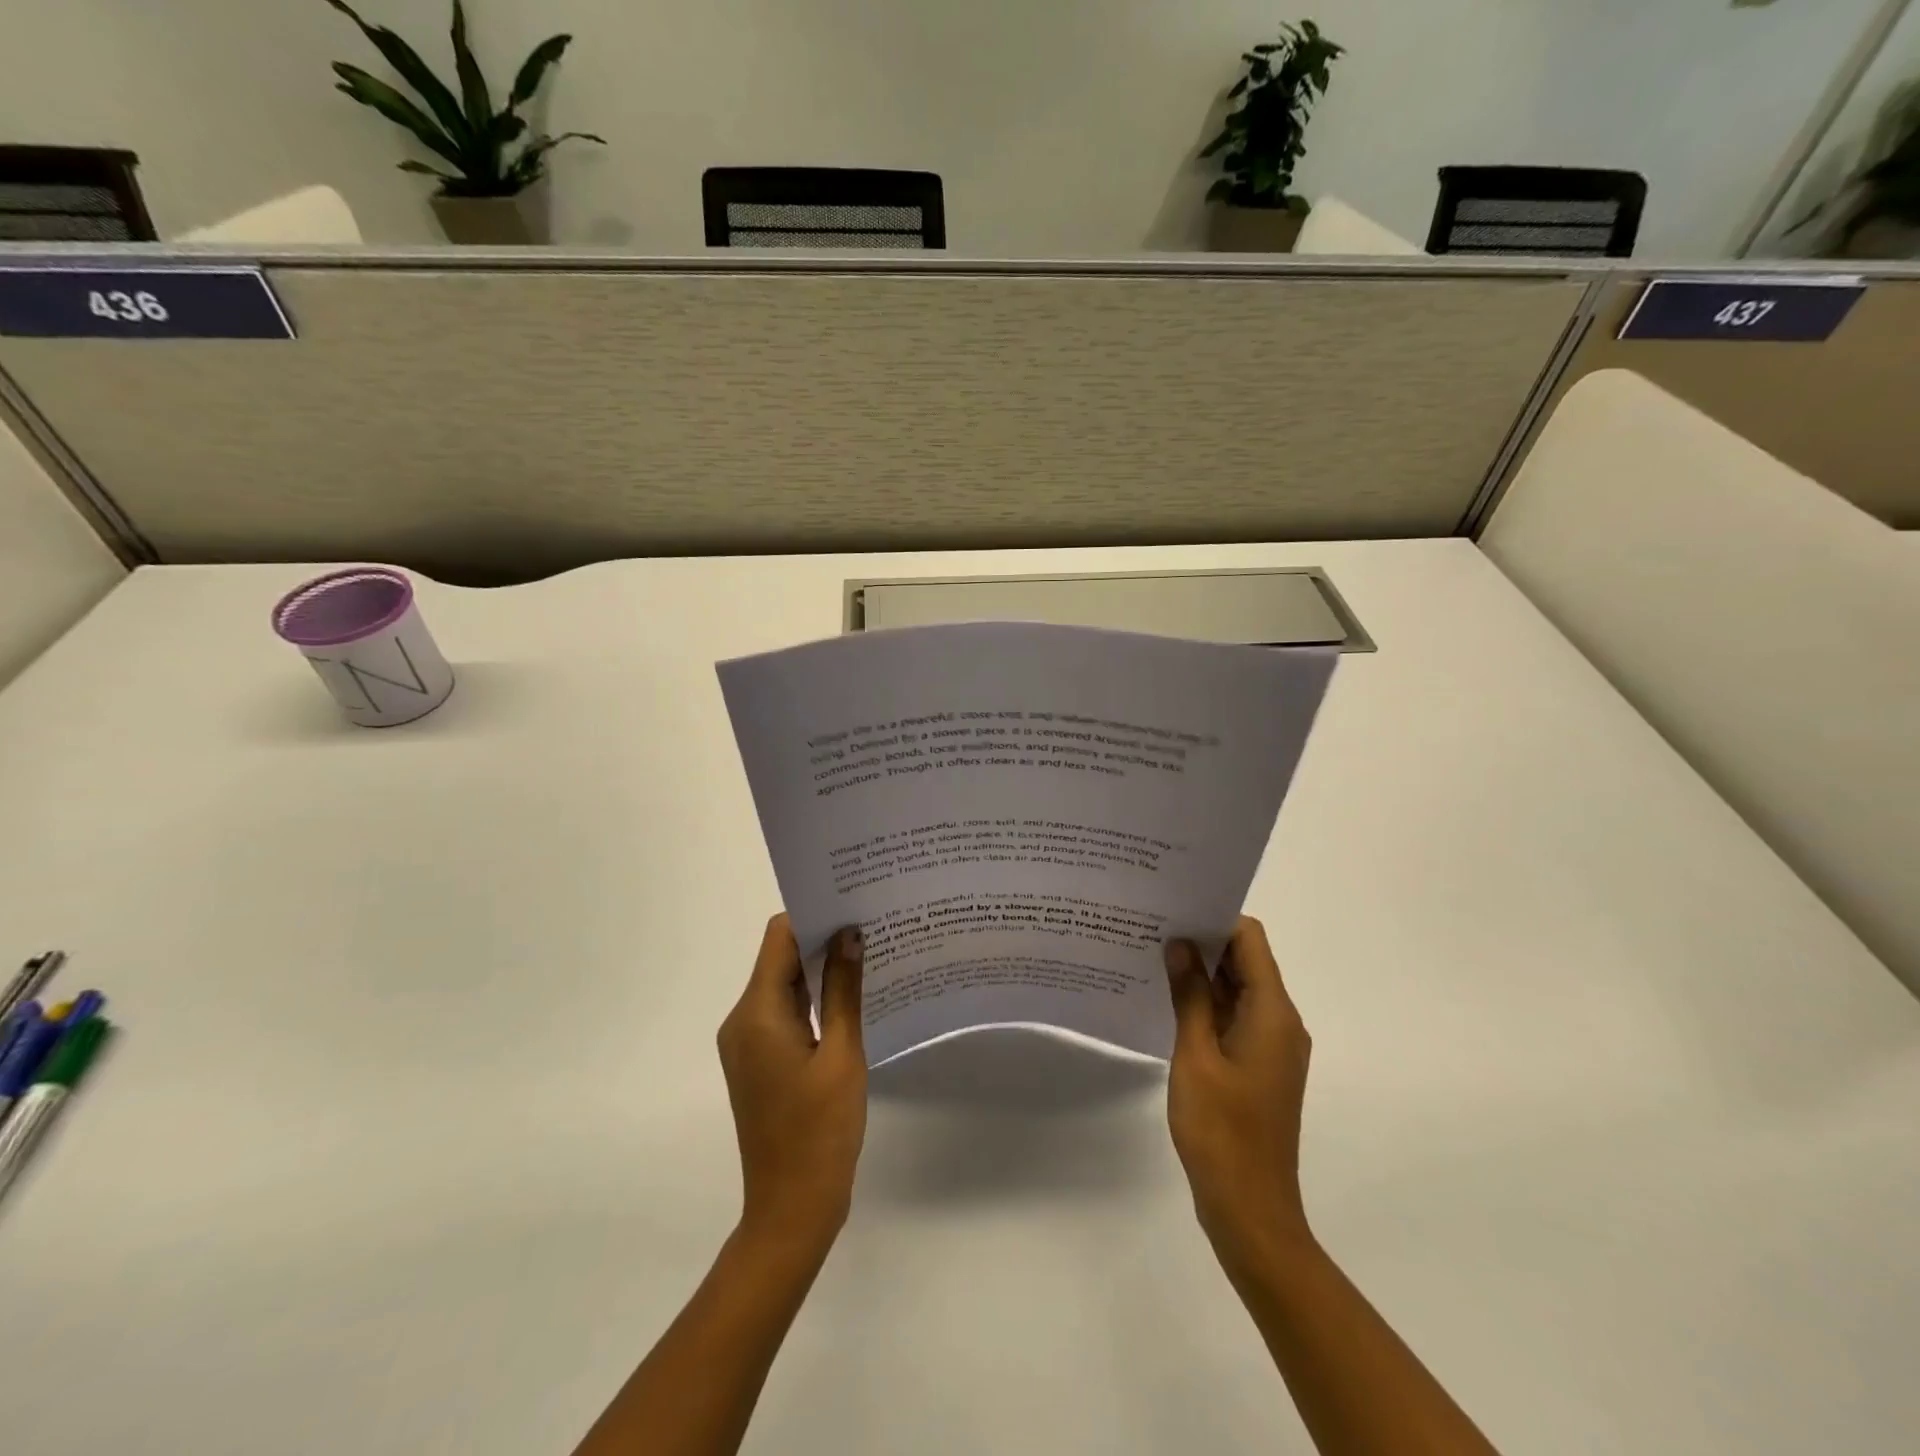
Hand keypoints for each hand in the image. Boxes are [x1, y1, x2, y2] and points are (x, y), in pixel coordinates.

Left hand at [717, 915, 867, 1251]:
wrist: (791, 1209)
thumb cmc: (820, 1131)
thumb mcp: (842, 1055)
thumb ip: (845, 990)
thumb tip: (850, 935)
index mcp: (756, 1014)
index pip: (779, 938)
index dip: (813, 916)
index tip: (853, 905)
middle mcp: (743, 1021)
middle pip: (780, 959)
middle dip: (822, 939)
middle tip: (870, 925)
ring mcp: (748, 1043)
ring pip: (785, 986)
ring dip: (820, 970)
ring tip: (869, 955)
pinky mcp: (760, 1061)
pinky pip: (785, 1013)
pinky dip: (814, 1000)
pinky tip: (852, 998)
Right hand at [1165, 917, 1313, 1262]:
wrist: (1250, 1209)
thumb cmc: (1221, 1129)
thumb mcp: (1195, 1055)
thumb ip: (1190, 995)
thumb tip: (1180, 943)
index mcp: (1273, 1013)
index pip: (1250, 940)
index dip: (1215, 919)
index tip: (1174, 909)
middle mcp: (1281, 1022)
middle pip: (1246, 961)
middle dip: (1203, 942)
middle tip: (1154, 928)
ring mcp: (1272, 1046)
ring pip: (1239, 990)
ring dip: (1202, 974)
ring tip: (1154, 957)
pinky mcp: (1259, 1066)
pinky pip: (1235, 1017)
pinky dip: (1208, 1004)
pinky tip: (1169, 1002)